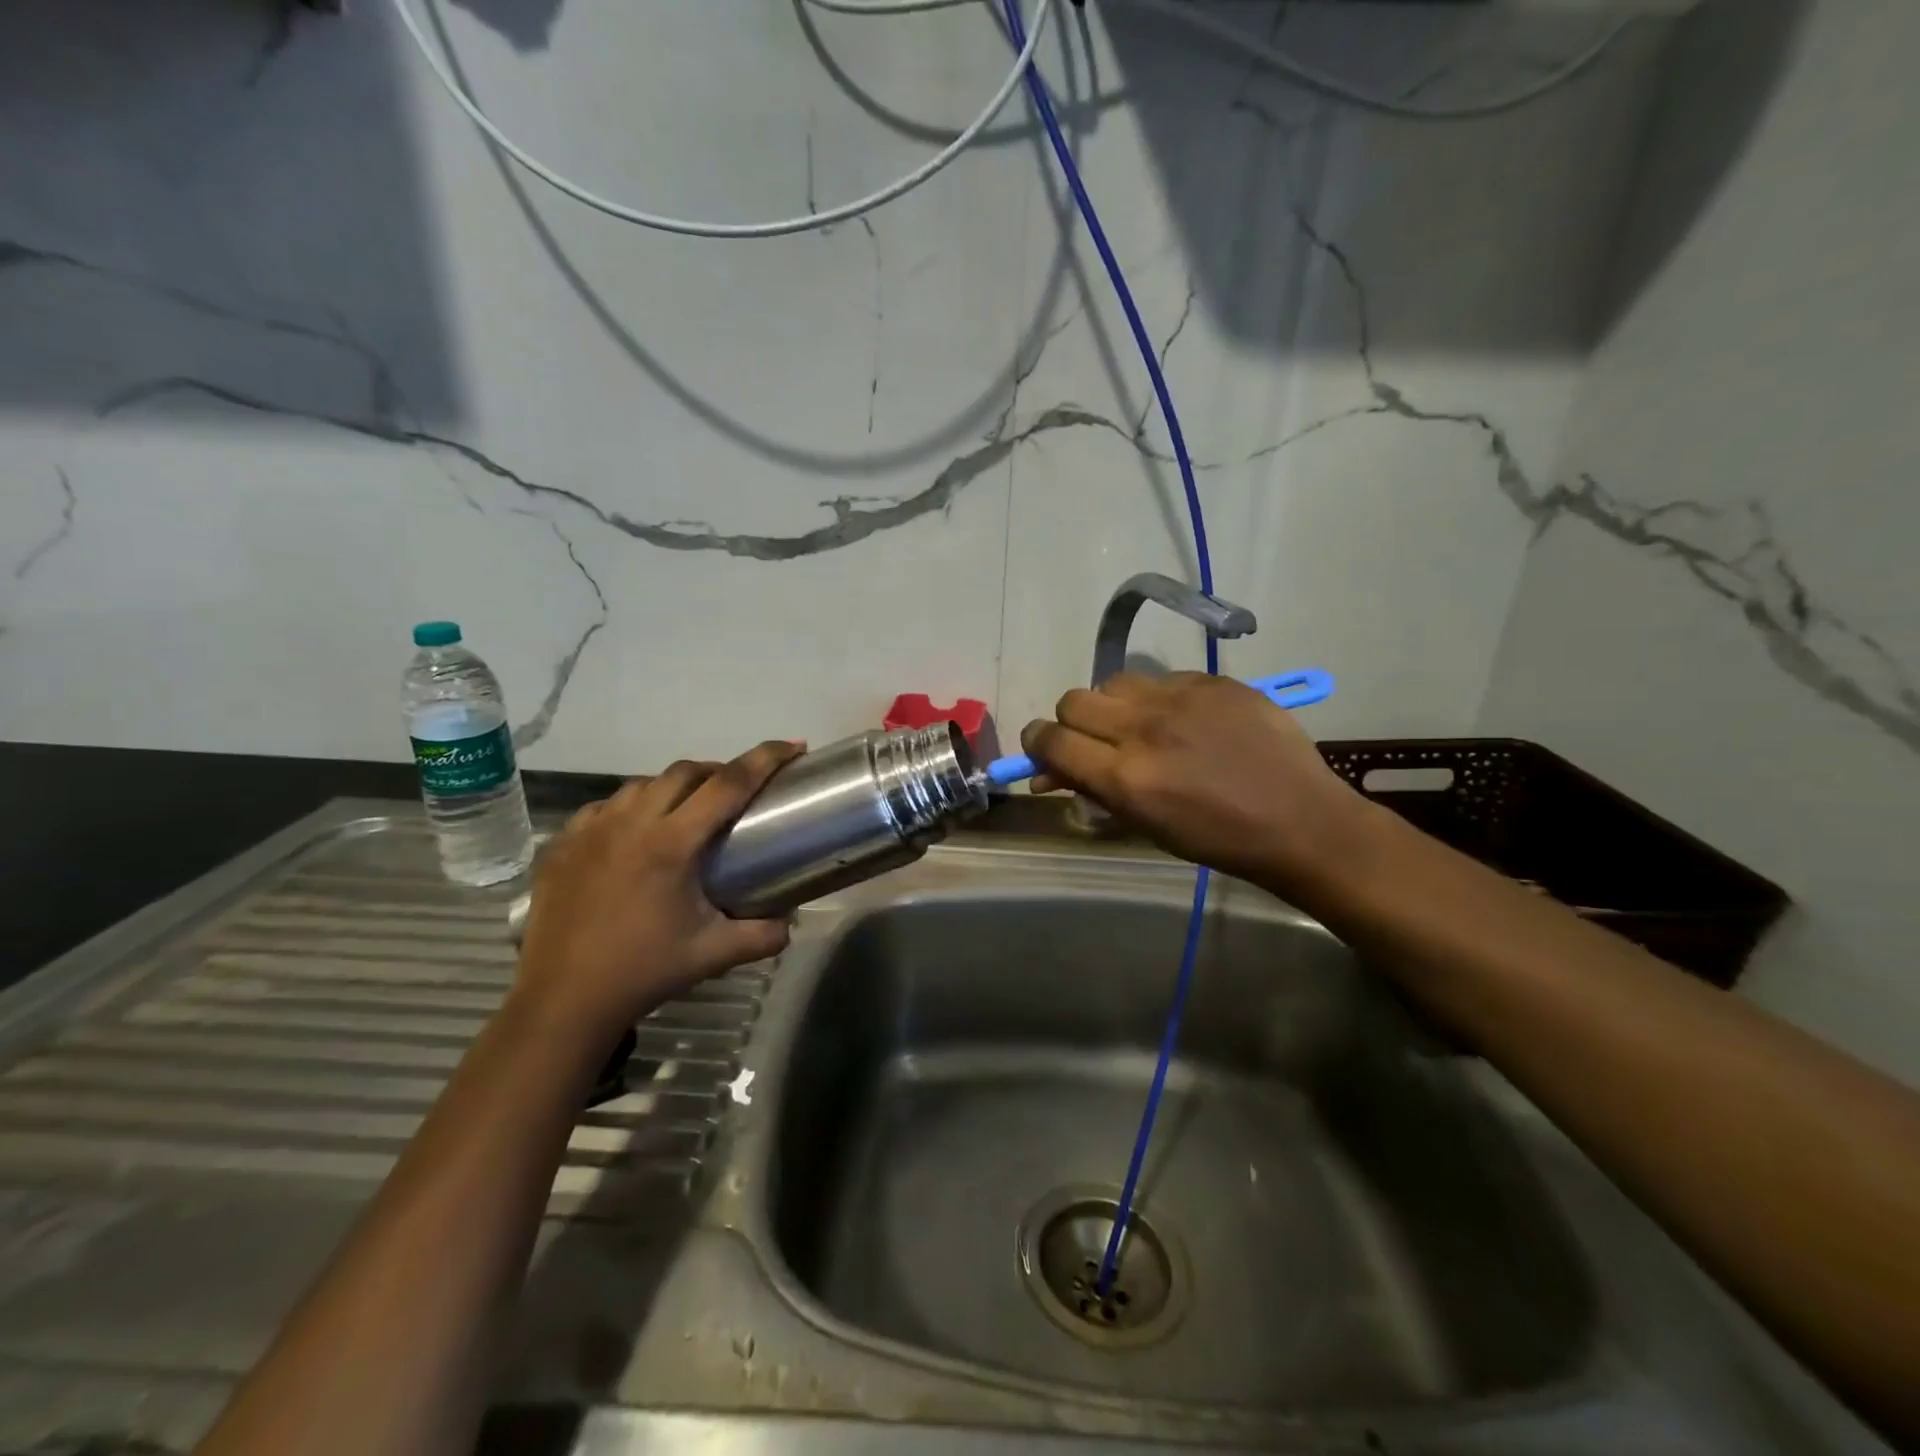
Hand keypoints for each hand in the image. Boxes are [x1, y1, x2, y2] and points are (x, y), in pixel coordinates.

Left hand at [513, 741, 802, 1039]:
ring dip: (674, 788)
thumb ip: (763, 935)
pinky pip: (606, 806)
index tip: (793, 746)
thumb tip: (791, 922)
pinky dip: (632, 808)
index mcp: (671, 844)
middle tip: (738, 792)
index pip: (729, 784)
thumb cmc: (643, 972)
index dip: (765, 759)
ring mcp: (591, 830)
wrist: (563, 1001)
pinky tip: (636, 834)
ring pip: (643, 784)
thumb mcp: (714, 954)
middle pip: (686, 771)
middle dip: (719, 771)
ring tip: (687, 813)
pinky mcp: (563, 843)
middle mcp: (630, 823)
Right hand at [1021, 672, 1371, 890]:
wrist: (1300, 821)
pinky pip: (1163, 678)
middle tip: (1092, 741)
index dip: (1036, 743)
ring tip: (1140, 727)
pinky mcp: (1214, 681)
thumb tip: (1048, 773)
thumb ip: (1093, 790)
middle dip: (1071, 722)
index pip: (1051, 739)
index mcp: (1126, 776)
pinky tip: (1185, 721)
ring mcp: (1182, 698)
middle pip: (1074, 701)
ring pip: (1115, 682)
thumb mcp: (1145, 825)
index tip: (1042, 750)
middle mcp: (1145, 728)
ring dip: (1113, 705)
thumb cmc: (1218, 839)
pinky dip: (1159, 699)